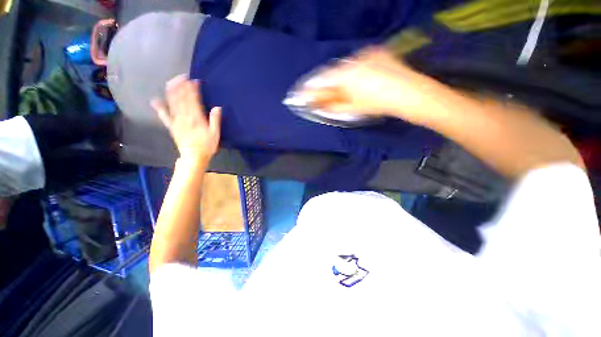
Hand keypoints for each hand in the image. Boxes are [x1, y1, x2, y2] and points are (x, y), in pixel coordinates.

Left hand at [151, 75, 221, 165]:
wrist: (194, 157)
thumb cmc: (207, 146)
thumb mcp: (215, 134)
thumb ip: (215, 120)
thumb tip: (217, 107)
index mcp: (196, 119)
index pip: (193, 100)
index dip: (193, 90)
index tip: (194, 81)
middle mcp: (185, 117)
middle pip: (181, 99)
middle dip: (181, 87)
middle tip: (182, 76)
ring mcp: (176, 121)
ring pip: (172, 104)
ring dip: (172, 92)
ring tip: (172, 82)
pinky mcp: (171, 126)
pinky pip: (164, 116)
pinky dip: (159, 108)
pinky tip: (155, 100)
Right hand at [301, 47, 435, 125]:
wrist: (408, 93)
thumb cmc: (376, 104)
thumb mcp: (351, 108)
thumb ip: (331, 105)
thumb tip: (316, 104)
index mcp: (345, 74)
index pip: (320, 80)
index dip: (309, 88)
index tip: (299, 95)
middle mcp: (352, 60)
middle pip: (331, 73)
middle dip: (323, 85)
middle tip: (317, 95)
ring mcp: (365, 54)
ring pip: (343, 68)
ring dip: (337, 80)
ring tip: (335, 91)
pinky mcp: (375, 53)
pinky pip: (355, 64)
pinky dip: (349, 74)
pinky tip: (353, 82)